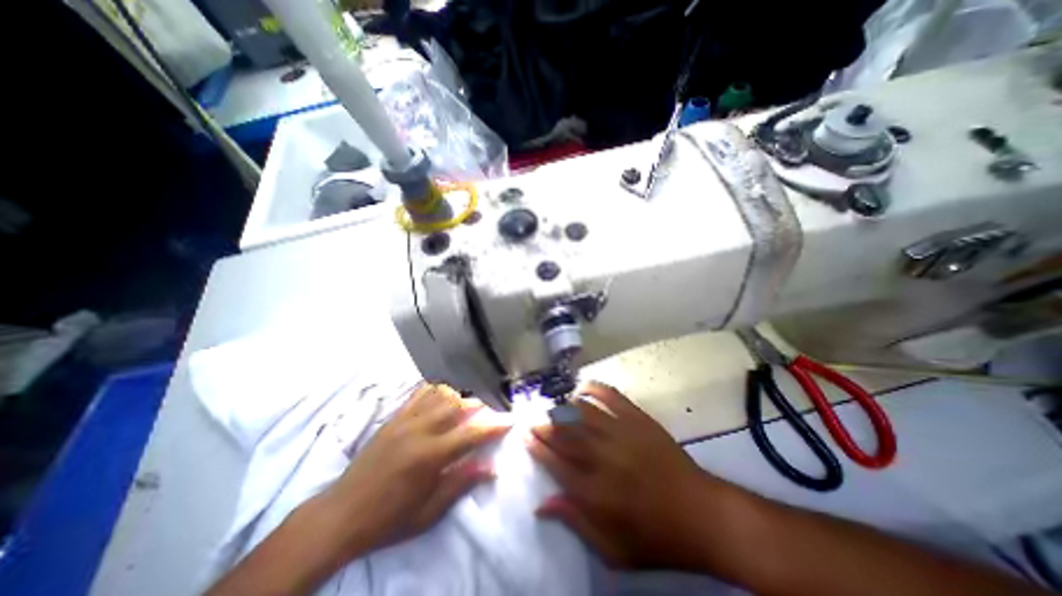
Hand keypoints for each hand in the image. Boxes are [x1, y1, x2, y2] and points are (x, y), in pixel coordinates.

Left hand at [318, 385, 510, 556]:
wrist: (341, 514)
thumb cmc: (389, 519)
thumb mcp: (429, 512)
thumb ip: (461, 483)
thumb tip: (491, 468)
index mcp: (431, 456)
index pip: (472, 433)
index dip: (494, 426)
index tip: (509, 421)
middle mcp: (420, 430)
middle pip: (458, 405)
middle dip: (478, 407)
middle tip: (486, 416)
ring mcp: (405, 420)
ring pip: (441, 394)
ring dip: (458, 398)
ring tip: (463, 410)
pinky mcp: (393, 417)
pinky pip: (419, 393)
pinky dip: (436, 391)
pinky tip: (440, 400)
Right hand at [530, 380, 722, 569]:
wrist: (702, 514)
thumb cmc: (656, 538)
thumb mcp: (614, 550)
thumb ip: (575, 523)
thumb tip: (542, 505)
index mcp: (594, 491)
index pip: (554, 461)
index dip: (536, 445)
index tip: (525, 434)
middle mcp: (602, 457)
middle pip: (563, 433)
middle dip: (543, 423)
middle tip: (533, 417)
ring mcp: (621, 433)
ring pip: (582, 411)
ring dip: (563, 406)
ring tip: (553, 405)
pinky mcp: (638, 419)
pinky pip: (610, 396)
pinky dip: (593, 388)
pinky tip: (582, 387)